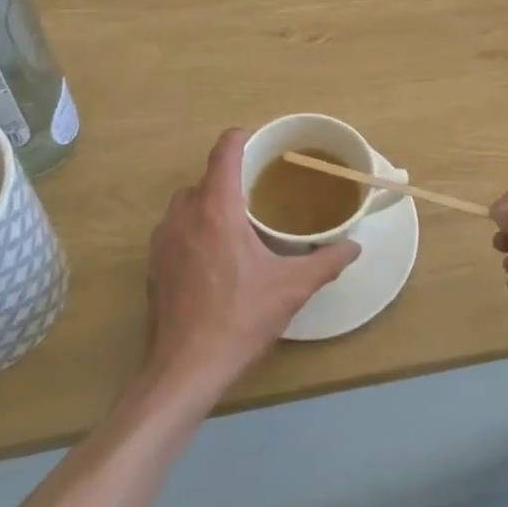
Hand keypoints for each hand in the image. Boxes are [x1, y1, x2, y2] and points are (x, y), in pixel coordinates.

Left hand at [144, 129, 359, 393]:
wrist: (185, 368)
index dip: (242, 138)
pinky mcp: (154, 263)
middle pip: (207, 177)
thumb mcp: (291, 289)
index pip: (224, 152)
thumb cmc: (239, 319)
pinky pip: (176, 228)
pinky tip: (216, 257)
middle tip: (262, 191)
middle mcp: (184, 214)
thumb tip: (354, 246)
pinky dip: (195, 228)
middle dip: (232, 178)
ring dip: (211, 203)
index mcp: (217, 209)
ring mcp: (163, 239)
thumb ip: (326, 262)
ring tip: (240, 223)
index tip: (263, 144)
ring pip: (188, 202)